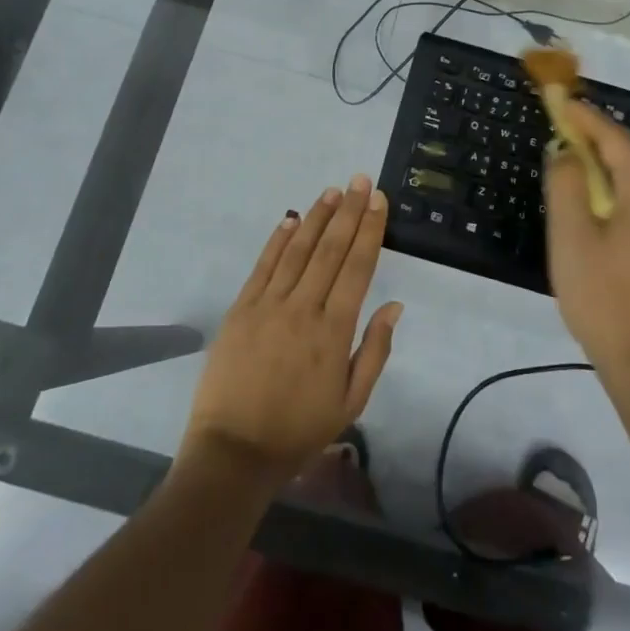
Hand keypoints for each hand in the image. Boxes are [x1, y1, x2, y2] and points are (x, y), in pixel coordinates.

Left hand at [180, 175, 403, 489]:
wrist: (234, 451)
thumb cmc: (298, 430)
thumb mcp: (351, 403)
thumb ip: (375, 351)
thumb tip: (395, 306)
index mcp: (334, 331)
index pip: (357, 268)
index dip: (370, 230)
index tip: (378, 200)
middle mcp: (303, 308)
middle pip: (330, 250)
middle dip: (348, 211)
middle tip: (360, 179)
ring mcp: (268, 305)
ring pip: (298, 250)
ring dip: (316, 217)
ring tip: (332, 191)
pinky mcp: (241, 309)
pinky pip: (263, 266)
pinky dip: (278, 240)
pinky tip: (291, 219)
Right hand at [545, 101, 629, 380]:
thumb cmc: (603, 297)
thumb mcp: (571, 238)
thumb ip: (567, 185)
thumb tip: (567, 152)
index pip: (616, 139)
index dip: (587, 119)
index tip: (562, 102)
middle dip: (604, 138)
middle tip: (569, 133)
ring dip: (617, 164)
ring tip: (583, 167)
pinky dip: (628, 188)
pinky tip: (607, 206)